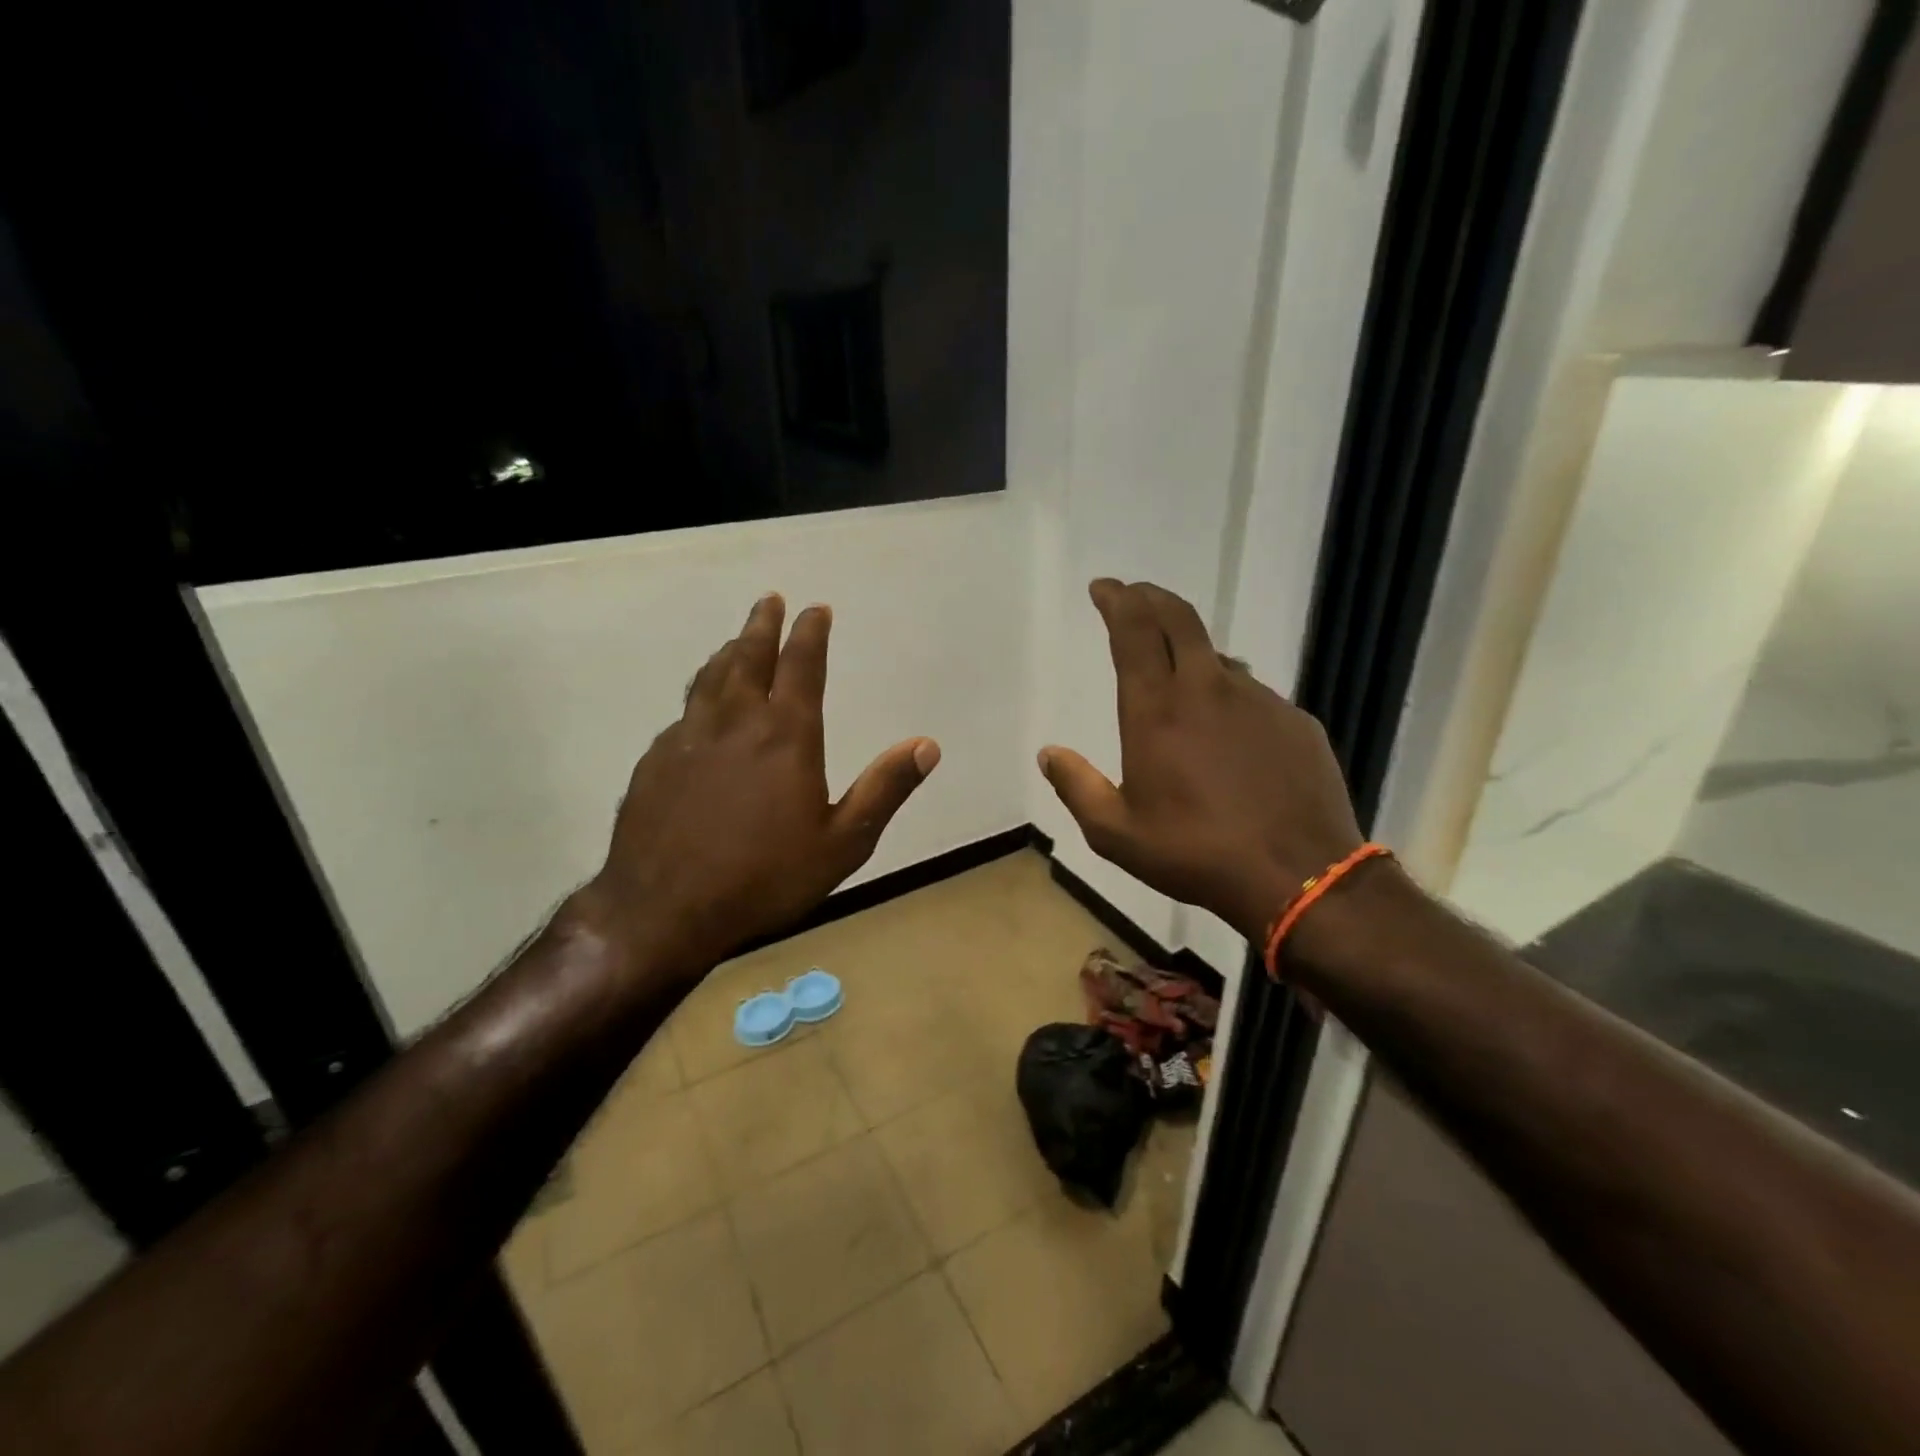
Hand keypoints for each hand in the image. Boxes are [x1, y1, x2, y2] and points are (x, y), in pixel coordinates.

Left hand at [581, 594, 938, 977]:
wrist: (664, 909)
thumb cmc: (765, 878)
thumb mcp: (843, 842)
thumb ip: (884, 789)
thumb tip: (927, 745)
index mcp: (786, 735)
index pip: (801, 666)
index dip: (810, 633)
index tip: (816, 609)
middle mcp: (736, 722)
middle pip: (748, 658)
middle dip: (762, 625)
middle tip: (769, 601)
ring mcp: (689, 738)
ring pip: (709, 679)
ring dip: (728, 653)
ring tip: (737, 640)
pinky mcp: (656, 761)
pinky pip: (685, 713)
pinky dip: (700, 695)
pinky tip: (701, 708)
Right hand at [1037, 579, 1363, 943]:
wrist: (1298, 875)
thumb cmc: (1195, 853)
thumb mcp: (1116, 834)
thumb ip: (1077, 787)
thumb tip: (1049, 753)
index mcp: (1156, 710)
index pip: (1133, 631)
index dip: (1117, 600)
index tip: (1104, 587)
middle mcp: (1207, 689)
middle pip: (1178, 619)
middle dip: (1150, 598)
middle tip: (1133, 595)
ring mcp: (1258, 700)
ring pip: (1217, 657)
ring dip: (1189, 651)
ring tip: (1176, 674)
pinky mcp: (1294, 720)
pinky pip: (1252, 693)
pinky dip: (1228, 694)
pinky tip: (1228, 731)